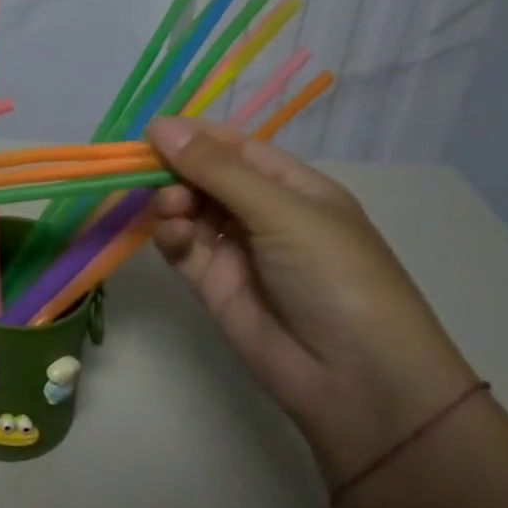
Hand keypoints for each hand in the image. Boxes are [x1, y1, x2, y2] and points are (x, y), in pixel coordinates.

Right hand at [146, 117, 476, 483]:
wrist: (357, 383)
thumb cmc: (335, 276)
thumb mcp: (282, 212)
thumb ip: (217, 169)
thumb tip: (160, 125)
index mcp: (293, 188)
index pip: (235, 148)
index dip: (195, 136)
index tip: (152, 130)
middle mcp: (263, 214)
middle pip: (205, 177)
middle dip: (176, 170)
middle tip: (150, 172)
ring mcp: (236, 251)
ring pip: (188, 210)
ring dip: (172, 202)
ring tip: (172, 210)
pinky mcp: (213, 286)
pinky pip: (181, 248)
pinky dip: (170, 236)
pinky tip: (173, 234)